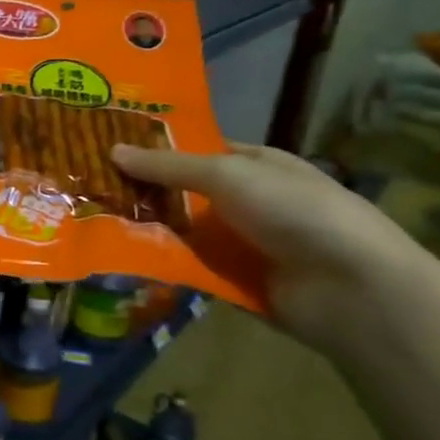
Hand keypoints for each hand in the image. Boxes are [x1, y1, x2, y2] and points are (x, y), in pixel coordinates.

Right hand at [111, 142, 427, 348]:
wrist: (353, 290)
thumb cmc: (296, 213)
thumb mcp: (228, 175)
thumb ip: (168, 165)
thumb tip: (112, 149)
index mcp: (255, 166)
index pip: (196, 152)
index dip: (155, 150)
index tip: (105, 150)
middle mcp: (248, 202)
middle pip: (183, 193)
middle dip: (141, 192)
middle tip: (86, 188)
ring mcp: (241, 244)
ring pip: (180, 232)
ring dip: (145, 230)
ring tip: (89, 223)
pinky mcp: (235, 282)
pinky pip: (188, 268)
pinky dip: (160, 265)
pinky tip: (118, 259)